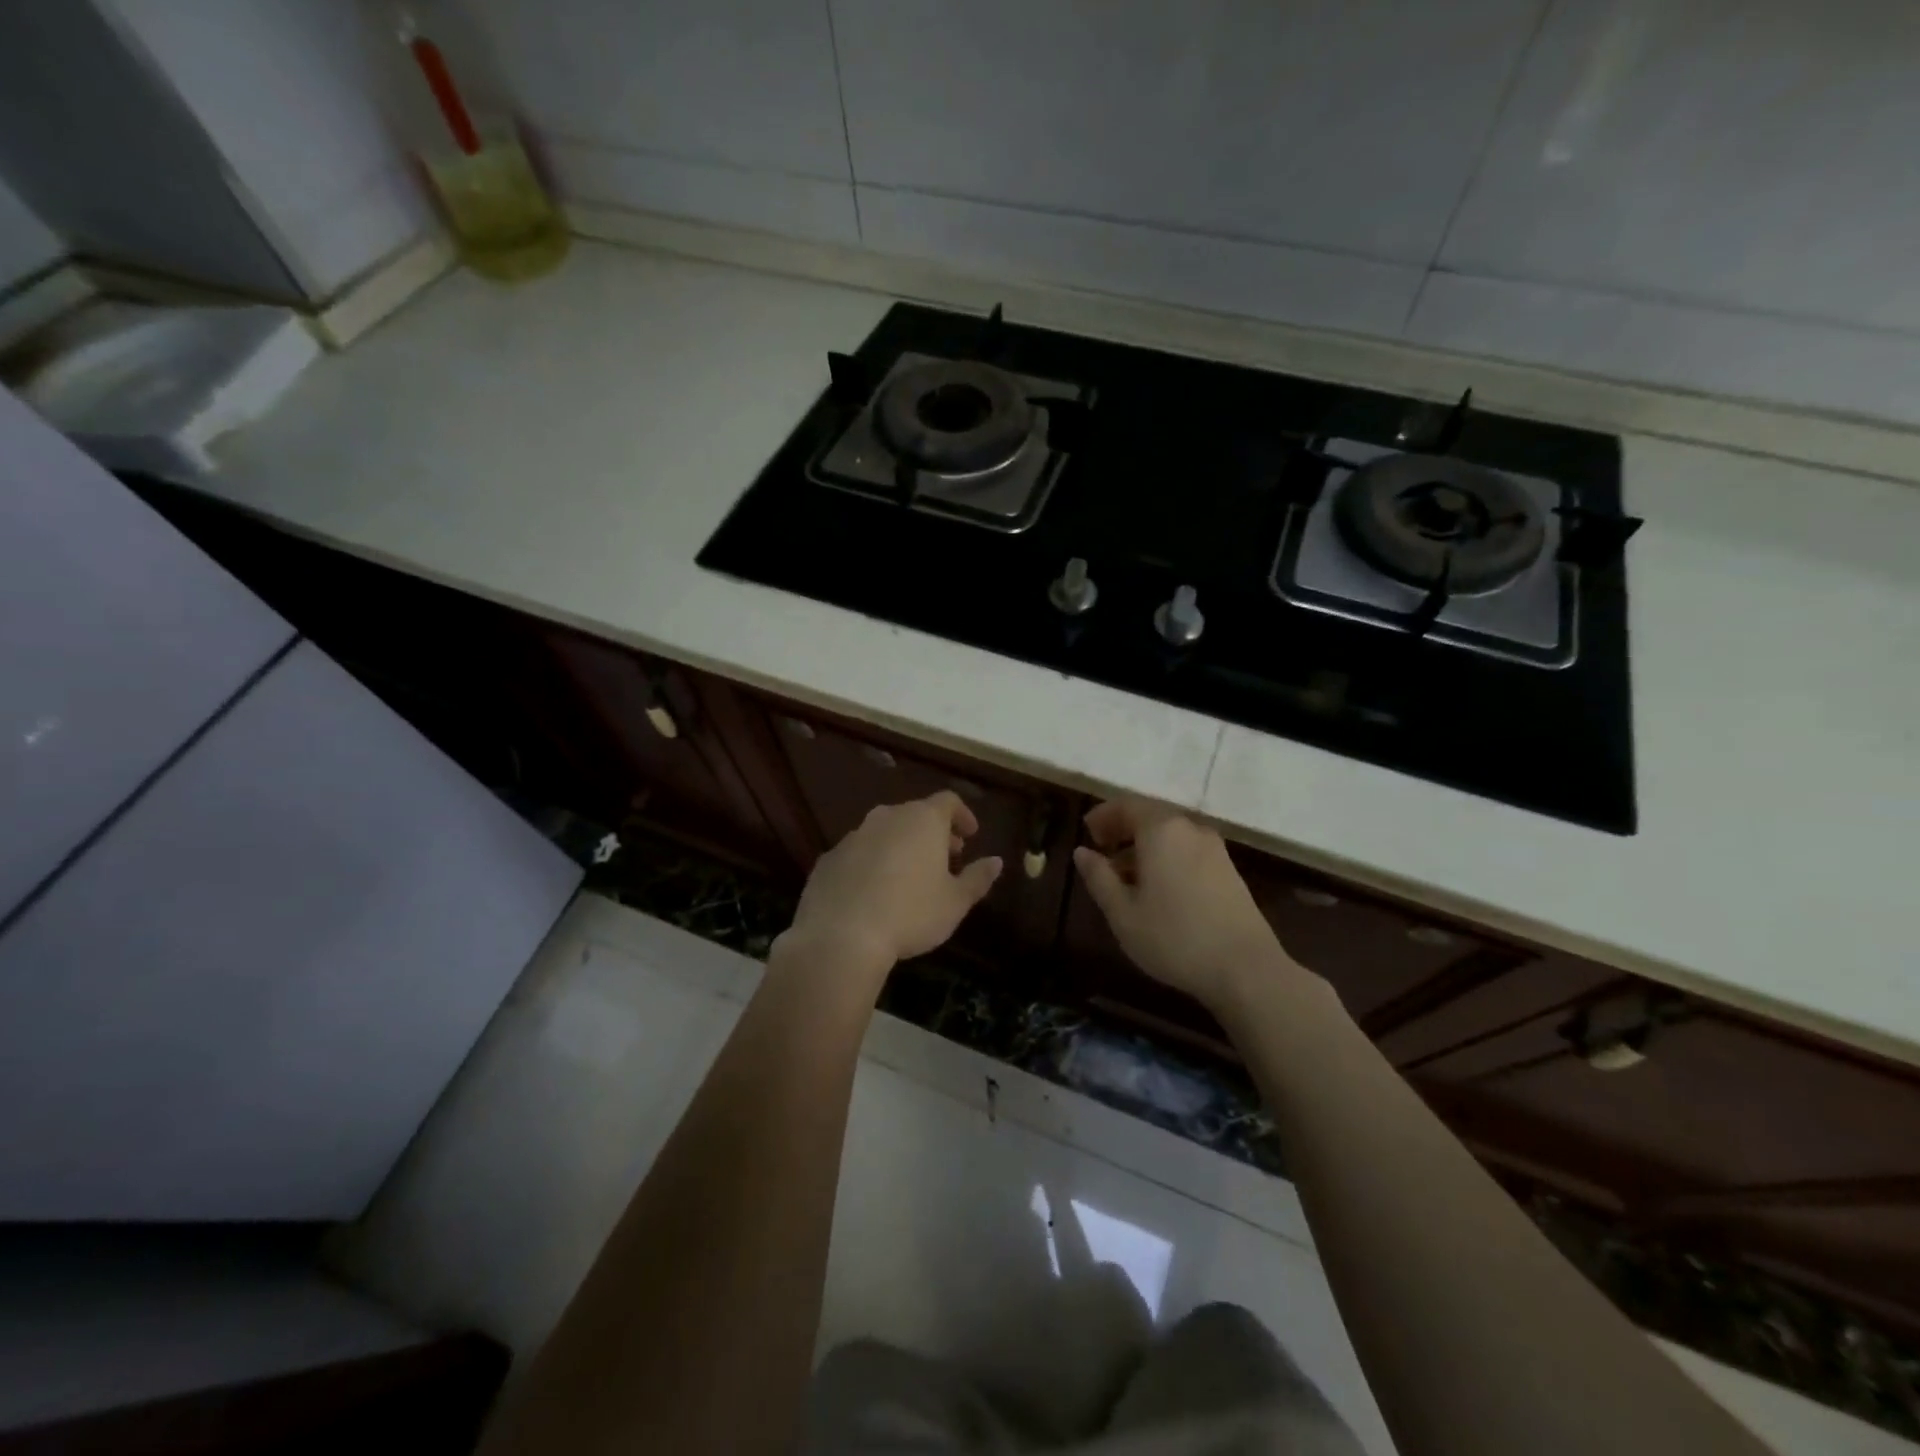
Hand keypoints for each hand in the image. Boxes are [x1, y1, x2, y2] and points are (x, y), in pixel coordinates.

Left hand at [780, 791, 1002, 978]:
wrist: (841, 935)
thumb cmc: (911, 914)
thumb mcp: (955, 902)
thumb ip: (978, 878)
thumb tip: (996, 861)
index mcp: (922, 820)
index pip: (948, 801)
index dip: (962, 815)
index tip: (970, 835)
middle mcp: (887, 817)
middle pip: (916, 814)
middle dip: (934, 832)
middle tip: (947, 857)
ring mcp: (854, 835)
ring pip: (885, 832)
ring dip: (901, 846)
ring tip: (911, 876)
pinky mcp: (829, 858)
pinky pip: (859, 853)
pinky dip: (872, 862)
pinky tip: (875, 892)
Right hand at [1073, 799, 1301, 1012]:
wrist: (1246, 969)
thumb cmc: (1174, 938)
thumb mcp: (1123, 913)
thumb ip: (1099, 877)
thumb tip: (1082, 852)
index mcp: (1161, 830)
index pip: (1127, 806)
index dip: (1104, 816)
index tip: (1087, 832)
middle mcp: (1190, 829)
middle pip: (1150, 818)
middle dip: (1124, 831)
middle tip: (1103, 853)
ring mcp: (1214, 849)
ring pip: (1171, 836)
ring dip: (1145, 848)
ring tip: (1125, 878)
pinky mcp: (1229, 870)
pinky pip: (1188, 851)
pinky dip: (1167, 859)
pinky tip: (1158, 890)